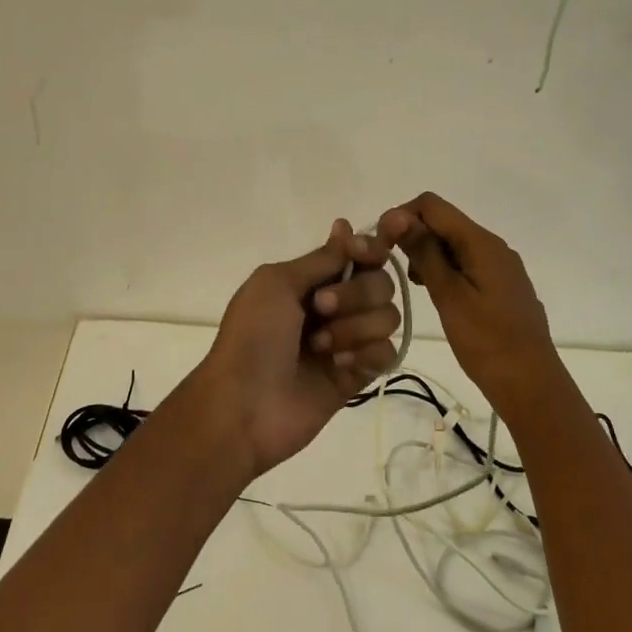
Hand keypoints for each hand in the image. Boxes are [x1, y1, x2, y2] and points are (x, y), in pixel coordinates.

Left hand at [192, 220, 400, 475]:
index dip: (370, 249)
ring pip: (387, 317)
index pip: (359, 255)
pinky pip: (387, 353)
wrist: (244, 405)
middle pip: (380, 283)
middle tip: (321, 308)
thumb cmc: (253, 336)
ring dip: (355, 327)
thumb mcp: (277, 283)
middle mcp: (334, 306)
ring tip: (321, 347)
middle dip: (356, 294)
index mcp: (311, 280)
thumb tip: (346, 226)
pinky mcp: (358, 376)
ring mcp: (348, 341)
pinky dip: (366, 355)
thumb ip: (321, 259)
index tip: (363, 253)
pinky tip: (340, 367)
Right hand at [377, 192, 564, 412]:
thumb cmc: (486, 341)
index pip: (432, 205)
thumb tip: (397, 215)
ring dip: (426, 253)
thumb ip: (424, 252)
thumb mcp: (449, 295)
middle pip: (443, 221)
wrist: (531, 385)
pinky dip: (443, 269)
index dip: (401, 216)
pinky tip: (434, 293)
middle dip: (413, 235)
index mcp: (481, 242)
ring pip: (453, 242)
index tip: (381, 245)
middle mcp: (493, 245)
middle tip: (392, 267)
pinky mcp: (500, 285)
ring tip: (414, 285)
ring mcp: (500, 265)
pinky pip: (465, 262)